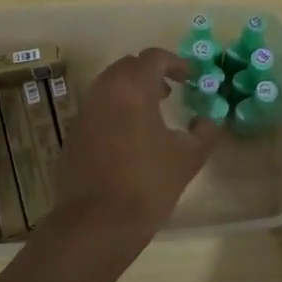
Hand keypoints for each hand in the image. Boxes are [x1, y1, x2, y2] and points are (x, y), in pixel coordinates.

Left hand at [52, 48, 220, 236]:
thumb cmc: (148, 184)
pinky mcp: (73, 136)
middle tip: (170, 92)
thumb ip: (204, 132)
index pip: (153, 58)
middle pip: (127, 67)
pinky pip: (97, 110)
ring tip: (152, 114)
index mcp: (132, 89)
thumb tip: (209, 120)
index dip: (175, 63)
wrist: (97, 224)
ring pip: (109, 88)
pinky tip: (130, 139)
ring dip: (131, 92)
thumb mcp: (188, 158)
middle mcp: (103, 92)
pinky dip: (116, 112)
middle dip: (150, 74)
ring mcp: (83, 114)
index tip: (190, 78)